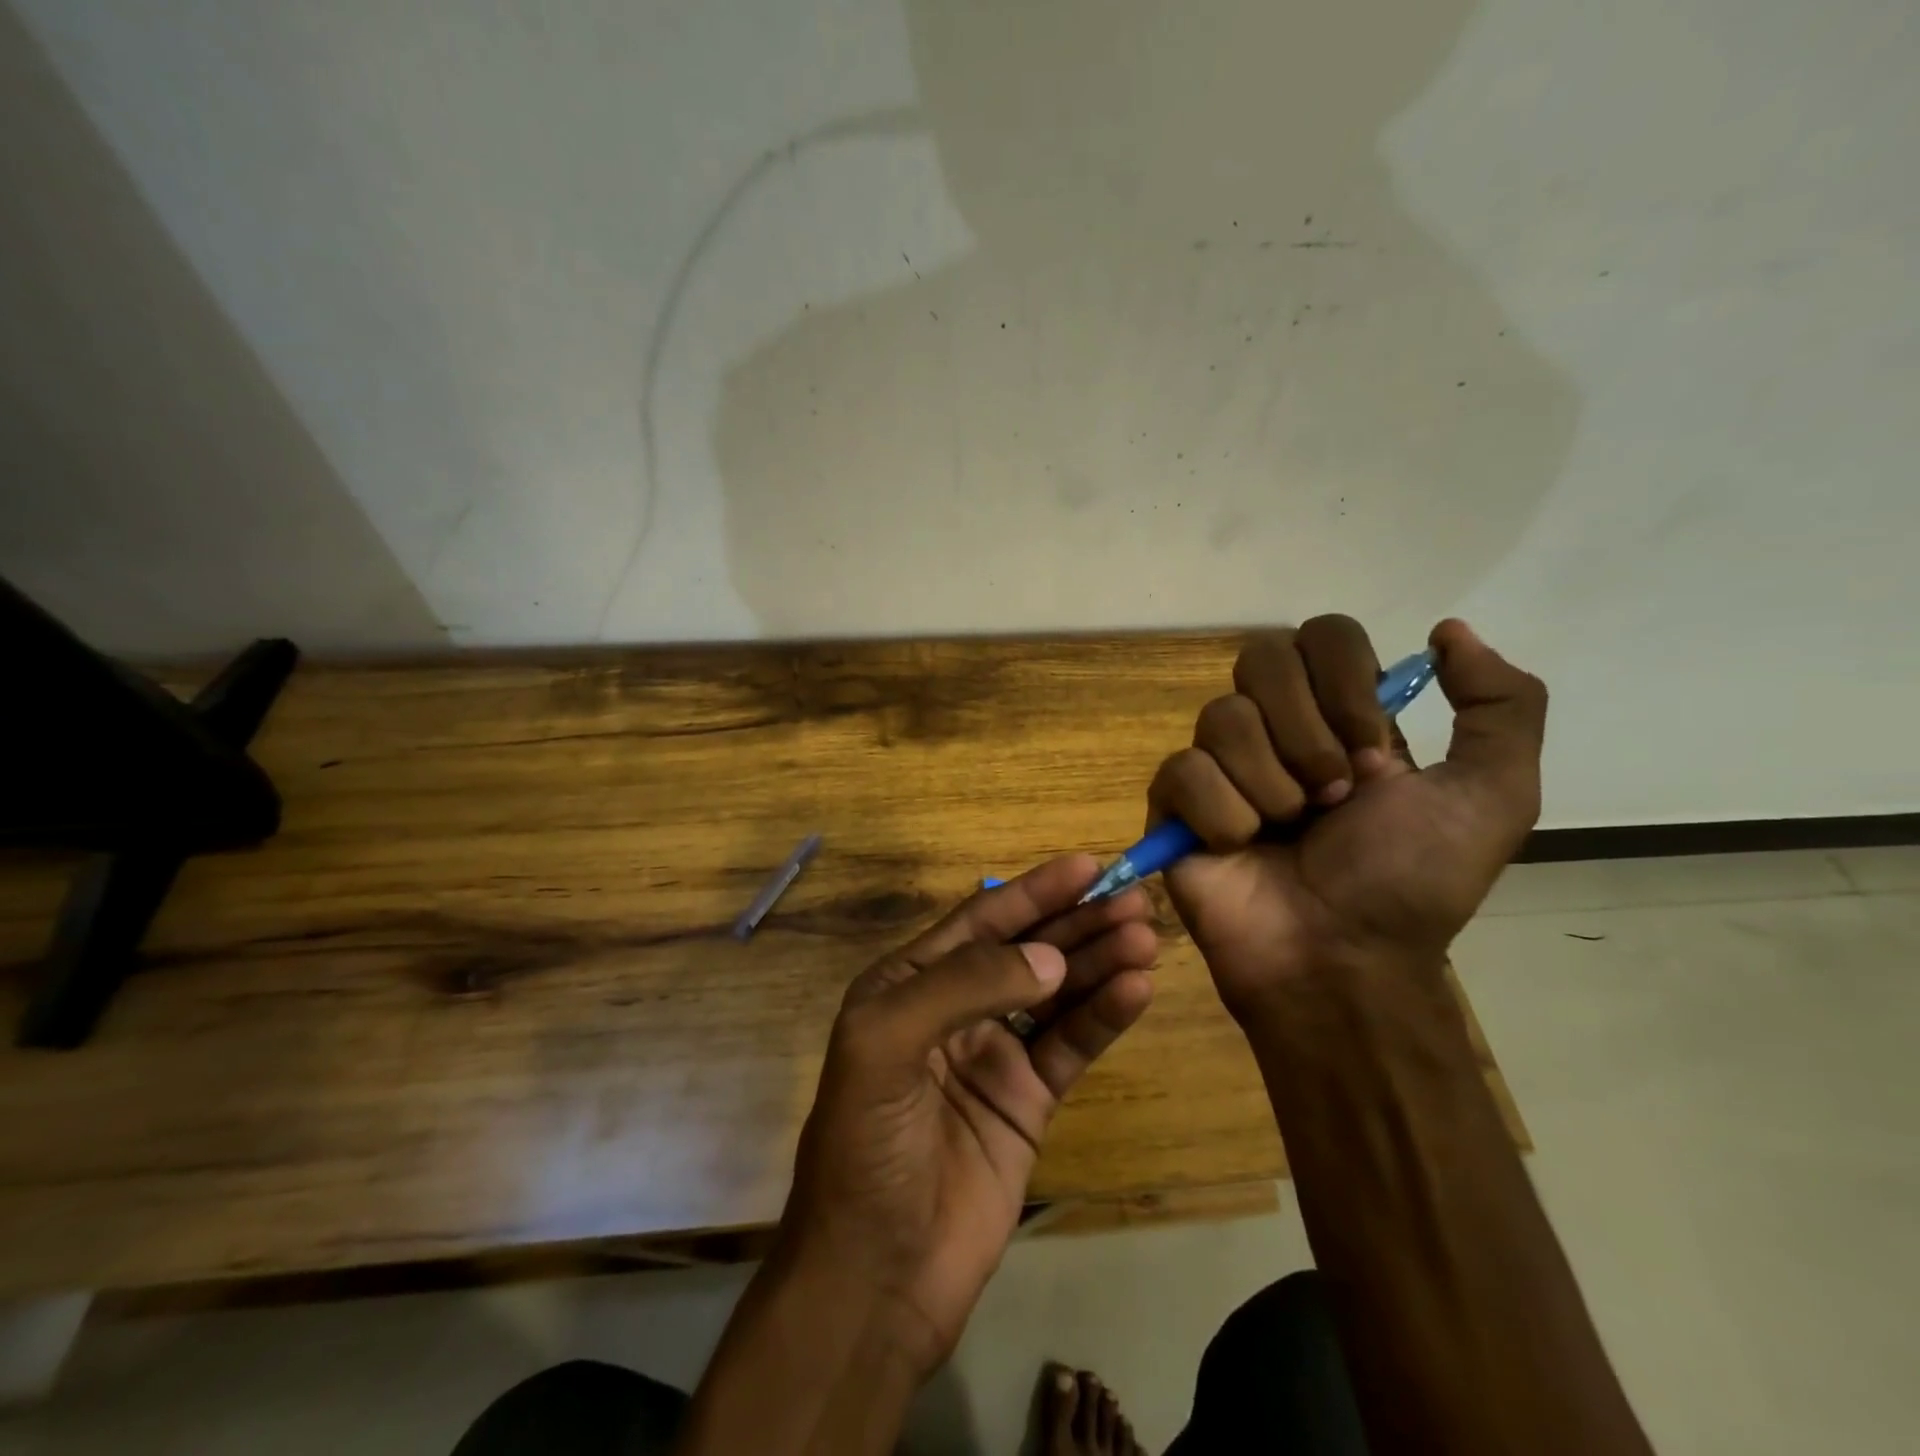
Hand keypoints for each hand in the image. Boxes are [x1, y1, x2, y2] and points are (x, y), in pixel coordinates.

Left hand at [776, 856, 1157, 1375]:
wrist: (876, 1279)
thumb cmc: (866, 1147)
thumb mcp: (886, 1045)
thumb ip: (965, 986)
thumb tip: (1050, 957)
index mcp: (910, 982)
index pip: (981, 921)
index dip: (1035, 891)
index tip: (1089, 865)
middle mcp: (954, 1008)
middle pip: (1027, 951)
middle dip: (1078, 923)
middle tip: (1136, 899)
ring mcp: (994, 1054)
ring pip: (1057, 993)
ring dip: (1100, 963)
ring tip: (1146, 938)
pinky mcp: (1027, 1101)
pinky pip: (1070, 1046)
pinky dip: (1103, 1017)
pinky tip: (1136, 992)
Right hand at [1149, 615, 1545, 1019]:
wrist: (1341, 960)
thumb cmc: (1410, 882)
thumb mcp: (1494, 797)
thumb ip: (1501, 704)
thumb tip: (1446, 630)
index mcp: (1341, 715)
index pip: (1323, 635)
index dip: (1343, 682)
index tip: (1372, 749)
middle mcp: (1276, 727)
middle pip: (1261, 658)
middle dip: (1305, 733)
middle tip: (1332, 797)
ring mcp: (1220, 763)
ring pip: (1221, 717)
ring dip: (1270, 785)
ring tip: (1288, 832)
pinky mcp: (1174, 803)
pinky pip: (1183, 771)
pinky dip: (1222, 815)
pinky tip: (1240, 848)